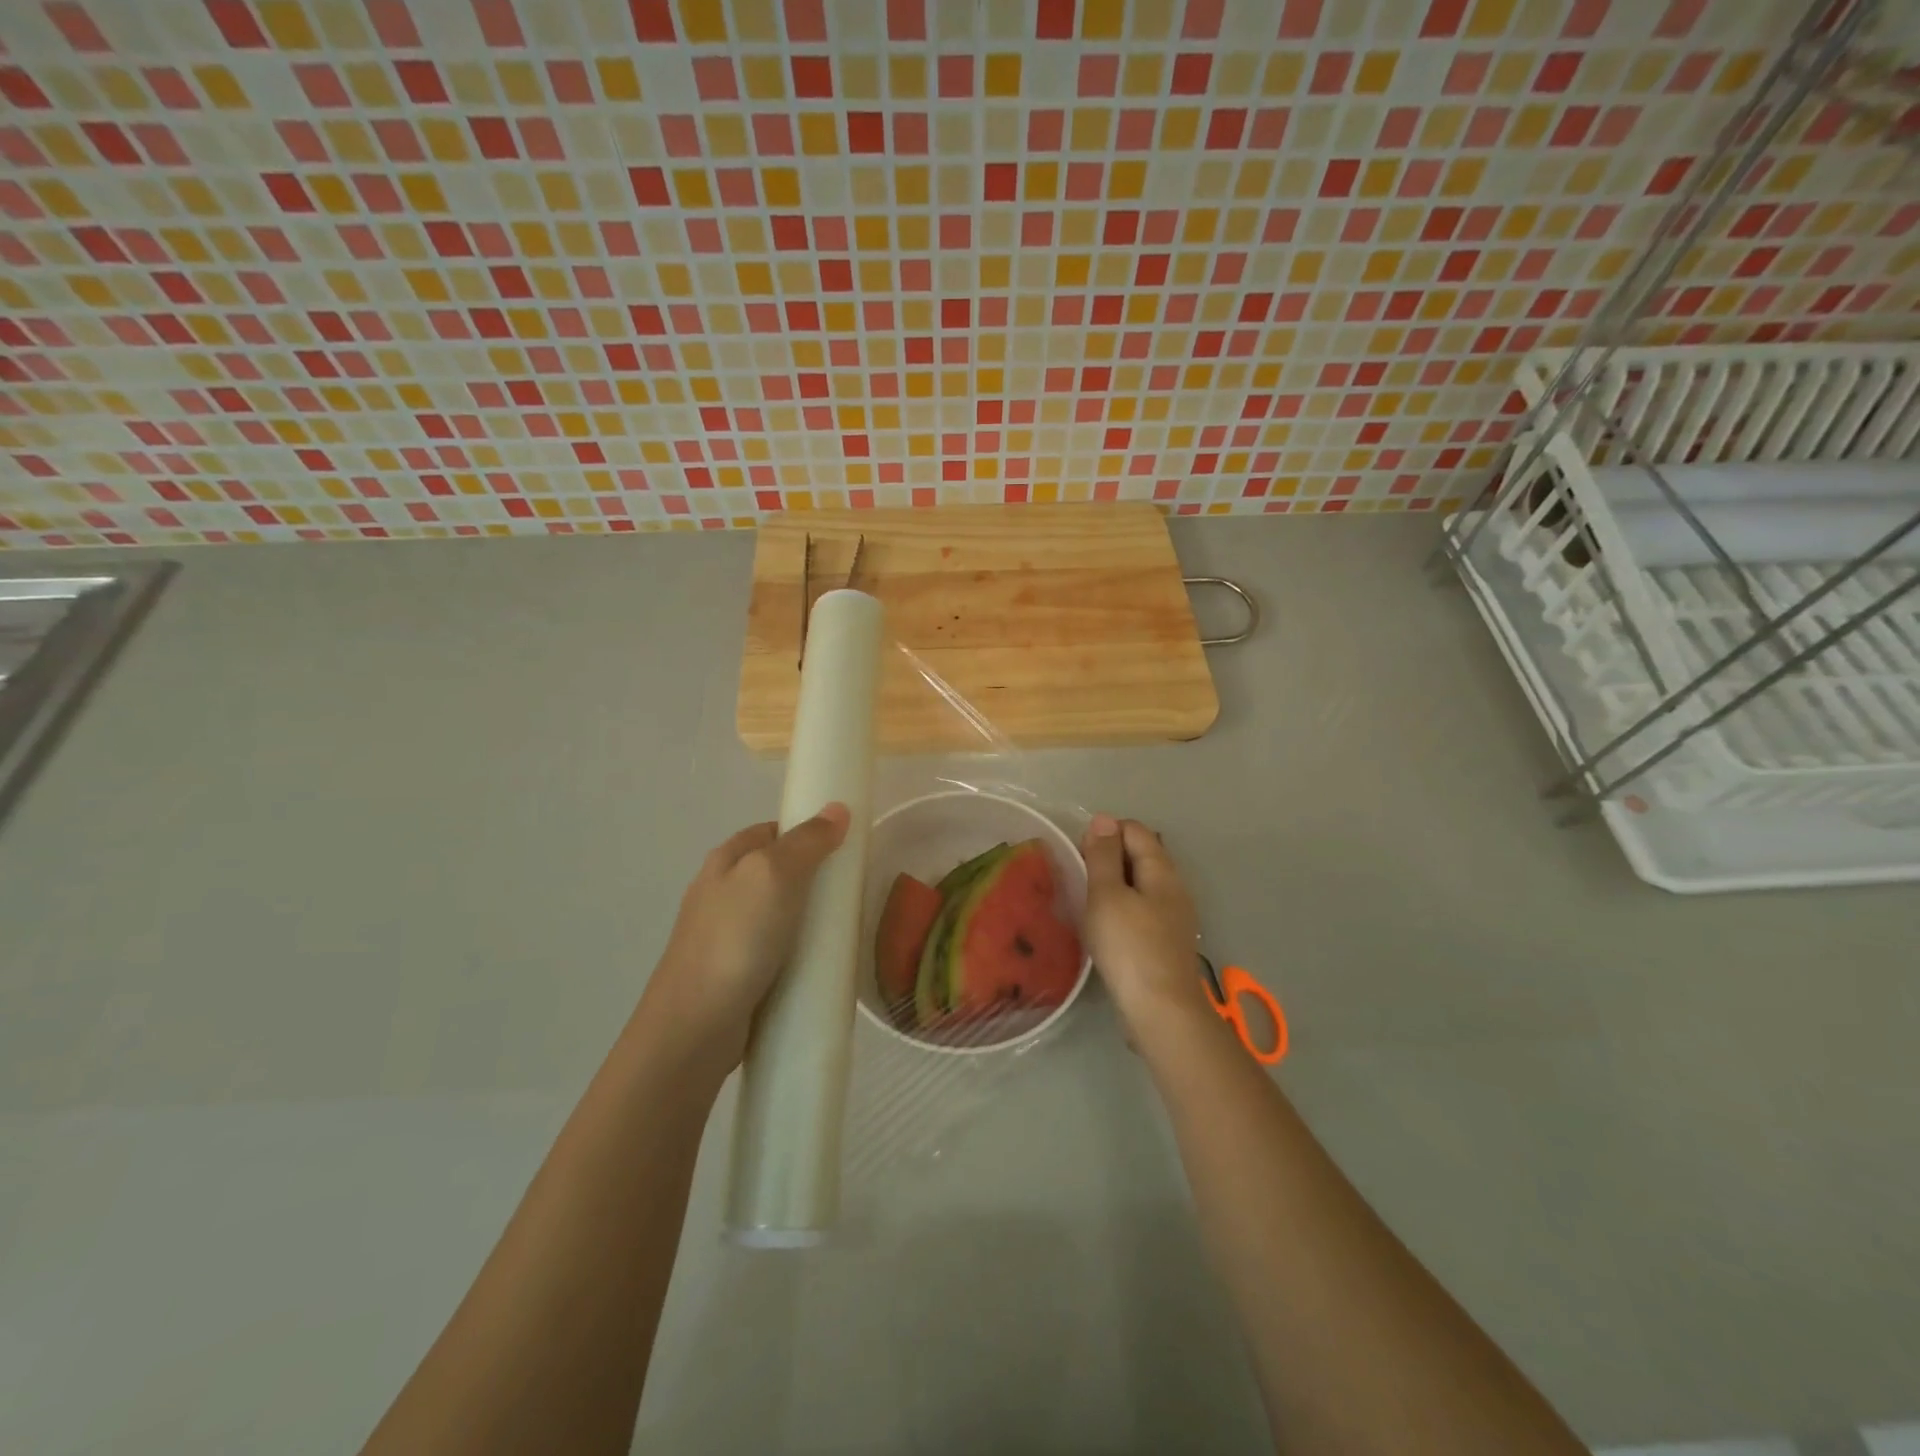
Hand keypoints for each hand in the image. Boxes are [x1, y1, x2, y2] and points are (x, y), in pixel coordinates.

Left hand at [641, 804, 851, 1068]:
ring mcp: (727, 936)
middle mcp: (722, 892)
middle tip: (851, 892)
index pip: (774, 830)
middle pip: (779, 872)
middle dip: (815, 879)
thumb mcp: (774, 875)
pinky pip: (777, 951)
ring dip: (809, 919)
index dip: (809, 832)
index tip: (846, 847)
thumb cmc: (735, 939)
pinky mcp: (736, 973)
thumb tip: (837, 809)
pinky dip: (799, 953)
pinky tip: (820, 964)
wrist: (694, 1027)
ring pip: (780, 914)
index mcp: (726, 860)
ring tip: (844, 930)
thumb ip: (807, 841)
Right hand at [1080, 815, 1209, 1032]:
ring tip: (1087, 900)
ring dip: (1114, 884)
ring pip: (1141, 883)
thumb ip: (1103, 856)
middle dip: (1109, 857)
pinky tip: (1105, 926)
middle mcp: (1174, 887)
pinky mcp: (1167, 941)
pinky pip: (1143, 908)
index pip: (1135, 830)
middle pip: (1141, 854)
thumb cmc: (1129, 946)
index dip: (1105, 833)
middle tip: (1079, 877)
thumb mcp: (1107, 895)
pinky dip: (1122, 907)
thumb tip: (1103, 819)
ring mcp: (1174, 916)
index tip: (1079, 855)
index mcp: (1162, 870)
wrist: (1161, 1011)